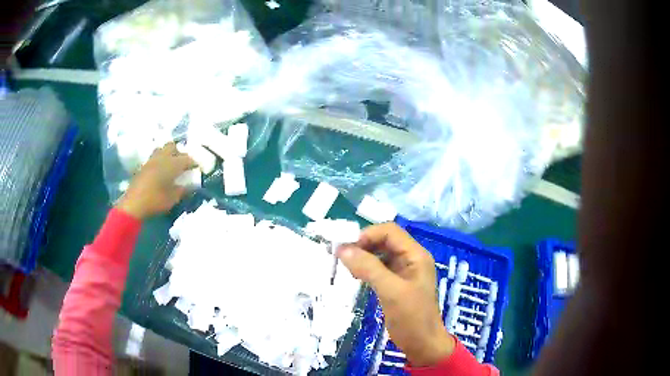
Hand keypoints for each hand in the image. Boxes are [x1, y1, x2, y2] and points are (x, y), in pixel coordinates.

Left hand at [117, 142, 195, 219]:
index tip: (198, 168)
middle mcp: (162, 158)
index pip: (187, 159)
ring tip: (171, 166)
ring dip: (168, 155)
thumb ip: (183, 190)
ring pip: (162, 150)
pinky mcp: (144, 166)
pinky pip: (155, 158)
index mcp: (172, 164)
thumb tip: (191, 186)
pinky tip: (161, 172)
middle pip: (173, 147)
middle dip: (179, 153)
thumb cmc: (156, 200)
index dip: (194, 163)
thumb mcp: (173, 198)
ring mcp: (151, 161)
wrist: (134, 204)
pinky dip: (160, 161)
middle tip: (183, 164)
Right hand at [337, 223, 454, 366]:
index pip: (389, 231)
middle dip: (362, 245)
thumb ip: (369, 268)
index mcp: (416, 255)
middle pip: (384, 240)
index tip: (346, 249)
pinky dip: (365, 268)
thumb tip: (343, 249)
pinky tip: (355, 277)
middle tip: (341, 258)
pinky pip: (378, 268)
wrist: (423, 345)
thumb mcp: (391, 292)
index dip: (367, 235)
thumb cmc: (412, 318)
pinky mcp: (396, 283)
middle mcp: (410, 258)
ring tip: (346, 268)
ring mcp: (404, 271)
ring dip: (362, 257)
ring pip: (379, 254)